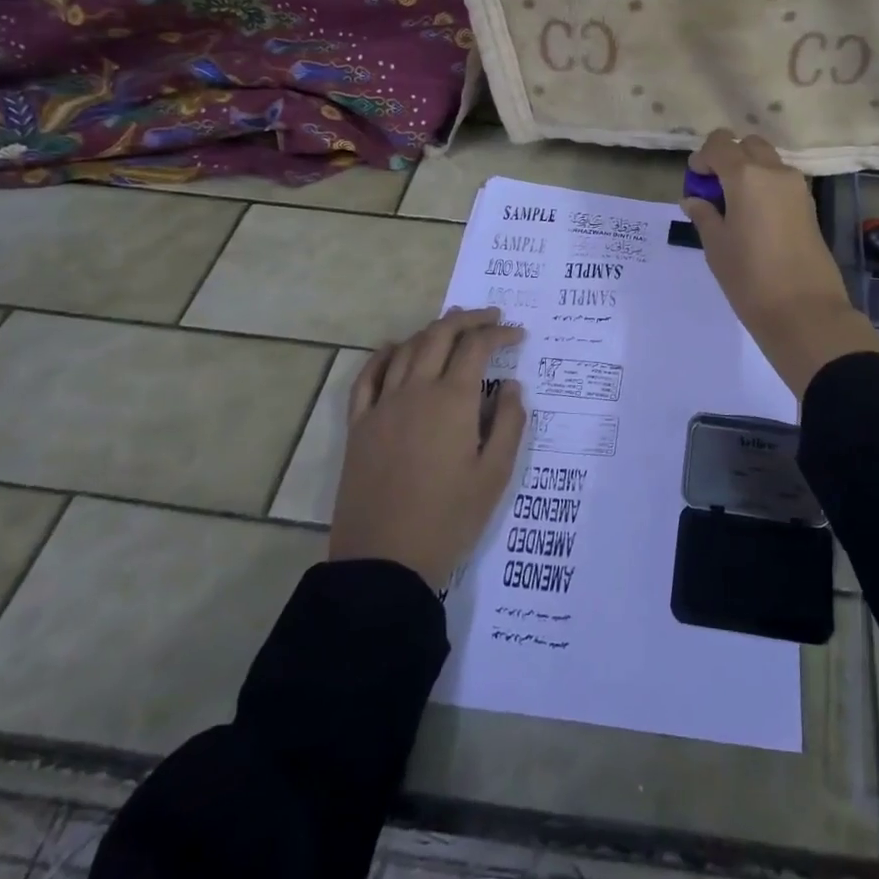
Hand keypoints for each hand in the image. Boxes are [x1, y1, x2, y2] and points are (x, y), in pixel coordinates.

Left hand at [326, 307, 526, 589]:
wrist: (384, 562)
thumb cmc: (449, 519)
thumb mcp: (494, 474)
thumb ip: (509, 423)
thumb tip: (512, 386)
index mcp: (452, 400)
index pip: (477, 347)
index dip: (500, 334)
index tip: (519, 335)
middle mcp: (416, 390)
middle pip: (440, 335)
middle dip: (468, 319)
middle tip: (490, 317)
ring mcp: (382, 406)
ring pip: (407, 349)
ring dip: (432, 330)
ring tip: (452, 324)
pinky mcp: (359, 426)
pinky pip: (368, 377)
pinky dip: (384, 355)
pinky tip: (394, 348)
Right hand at [681, 129, 878, 398]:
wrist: (805, 311)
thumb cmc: (750, 278)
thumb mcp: (716, 247)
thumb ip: (704, 215)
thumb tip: (695, 199)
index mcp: (746, 176)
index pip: (720, 144)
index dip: (703, 158)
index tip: (696, 183)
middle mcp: (775, 172)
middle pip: (748, 144)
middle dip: (728, 157)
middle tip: (715, 190)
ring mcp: (797, 187)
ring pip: (768, 161)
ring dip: (749, 171)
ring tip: (735, 207)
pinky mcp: (809, 206)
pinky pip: (782, 181)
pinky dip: (765, 186)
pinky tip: (755, 219)